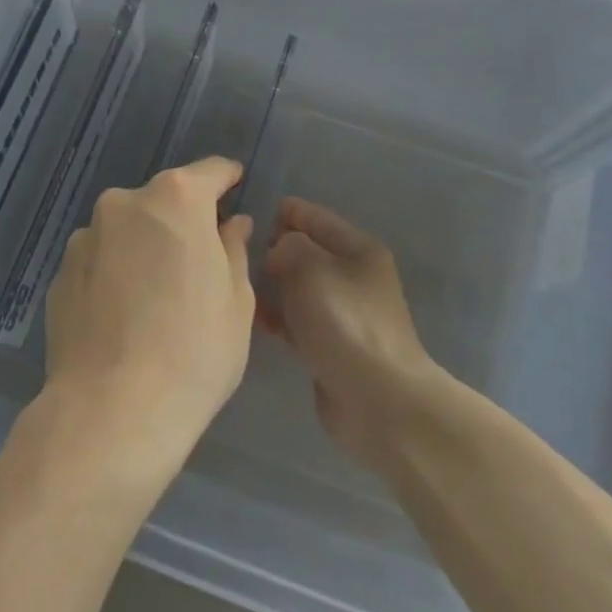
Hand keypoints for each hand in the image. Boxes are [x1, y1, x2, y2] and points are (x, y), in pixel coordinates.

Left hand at [42, 157, 256, 469]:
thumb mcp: (236, 302)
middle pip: (163, 201)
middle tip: (199, 260)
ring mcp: (84, 238)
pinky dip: (115, 274)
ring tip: (156, 298)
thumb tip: (232, 224)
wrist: (112, 411)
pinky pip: (99, 262)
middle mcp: (124, 204)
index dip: (226, 177)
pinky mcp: (59, 274)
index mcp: (176, 200)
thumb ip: (233, 250)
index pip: (209, 172)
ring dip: (144, 248)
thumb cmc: (194, 351)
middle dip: (182, 221)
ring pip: (127, 231)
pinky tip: (124, 317)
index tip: (236, 183)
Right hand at [260, 198, 445, 471]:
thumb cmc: (345, 323)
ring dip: (272, 283)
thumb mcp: (311, 268)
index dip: (284, 211)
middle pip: (307, 251)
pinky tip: (250, 317)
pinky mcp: (331, 344)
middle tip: (234, 250)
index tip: (247, 213)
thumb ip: (288, 246)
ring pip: (299, 286)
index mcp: (358, 249)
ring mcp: (343, 312)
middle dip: (274, 248)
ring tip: (235, 282)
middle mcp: (353, 276)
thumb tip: (278, 252)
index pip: (315, 217)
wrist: (378, 400)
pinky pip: (297, 319)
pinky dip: (277, 315)